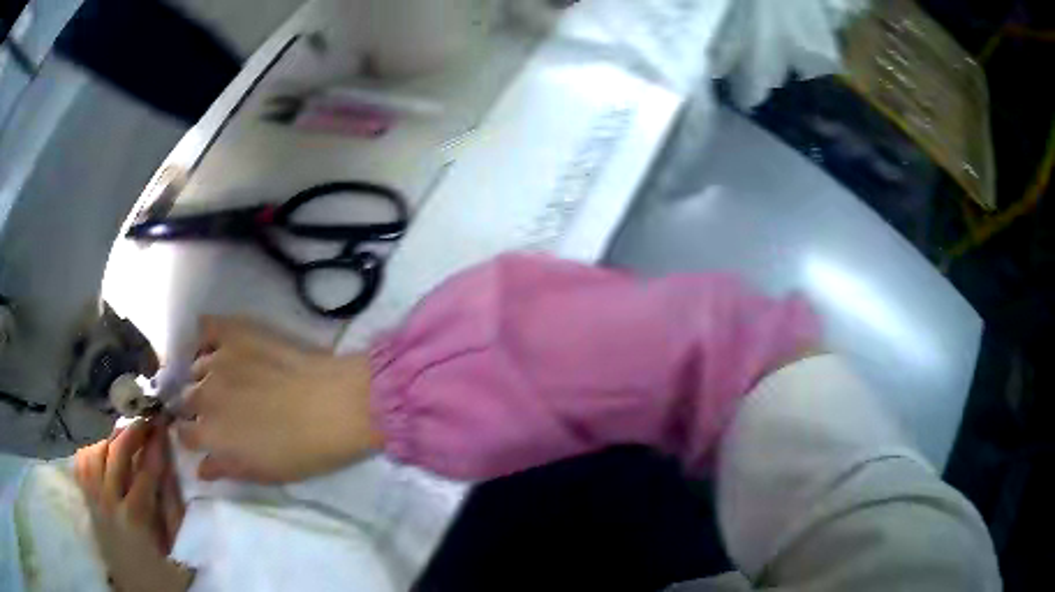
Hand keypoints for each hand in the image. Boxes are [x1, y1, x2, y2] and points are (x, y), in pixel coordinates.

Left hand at [74, 419, 191, 591]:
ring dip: (112, 440)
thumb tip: (169, 470)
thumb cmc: (163, 576)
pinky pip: (82, 464)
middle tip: (145, 421)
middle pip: (116, 453)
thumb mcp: (178, 551)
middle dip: (132, 431)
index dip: (156, 444)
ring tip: (126, 438)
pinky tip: (103, 453)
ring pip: (96, 452)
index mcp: (137, 518)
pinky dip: (92, 451)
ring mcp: (95, 500)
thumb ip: (173, 510)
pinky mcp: (88, 503)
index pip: (146, 470)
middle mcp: (110, 502)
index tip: (163, 423)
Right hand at [175, 316, 381, 482]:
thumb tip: (200, 469)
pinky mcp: (234, 333)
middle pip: (186, 399)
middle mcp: (202, 395)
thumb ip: (225, 469)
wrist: (332, 406)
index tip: (203, 434)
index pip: (184, 434)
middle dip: (196, 406)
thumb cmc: (301, 451)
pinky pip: (206, 327)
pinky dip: (206, 333)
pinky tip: (214, 339)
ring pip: (195, 367)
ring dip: (203, 375)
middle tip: (219, 408)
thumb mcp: (262, 473)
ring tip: (222, 378)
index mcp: (209, 434)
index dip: (192, 435)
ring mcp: (216, 361)